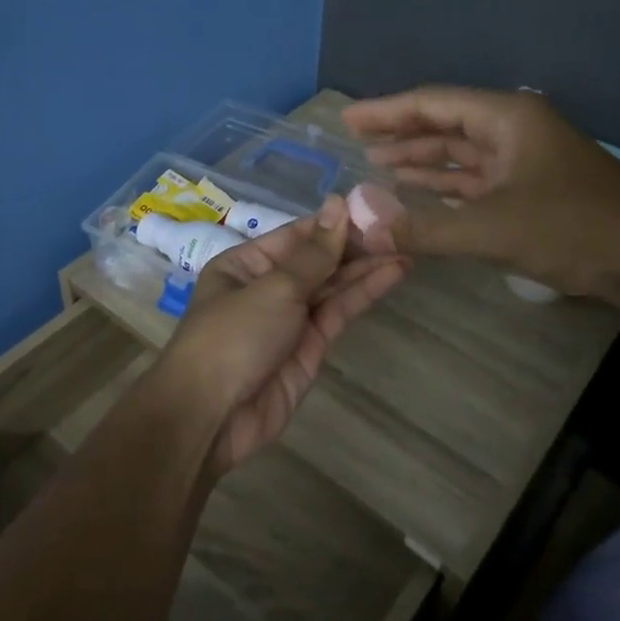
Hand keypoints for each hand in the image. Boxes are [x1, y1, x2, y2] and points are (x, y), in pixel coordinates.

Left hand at [157, 196, 408, 474]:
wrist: (212, 417)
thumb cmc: (233, 337)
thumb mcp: (274, 288)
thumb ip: (315, 253)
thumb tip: (338, 203)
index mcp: (245, 263)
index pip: (297, 234)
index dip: (334, 221)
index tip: (374, 206)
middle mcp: (268, 286)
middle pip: (317, 259)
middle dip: (355, 244)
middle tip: (401, 226)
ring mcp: (290, 318)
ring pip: (332, 285)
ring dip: (367, 267)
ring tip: (407, 246)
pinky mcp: (310, 347)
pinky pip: (338, 312)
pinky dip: (364, 293)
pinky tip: (392, 273)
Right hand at [341, 86, 619, 298]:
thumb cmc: (577, 228)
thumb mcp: (493, 229)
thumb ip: (425, 229)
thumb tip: (364, 228)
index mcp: (507, 118)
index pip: (433, 104)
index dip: (386, 111)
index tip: (347, 118)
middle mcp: (514, 130)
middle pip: (446, 124)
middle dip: (401, 132)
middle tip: (355, 140)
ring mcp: (526, 161)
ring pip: (461, 154)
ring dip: (421, 159)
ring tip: (376, 163)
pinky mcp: (533, 192)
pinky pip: (477, 180)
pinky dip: (446, 186)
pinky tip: (420, 190)